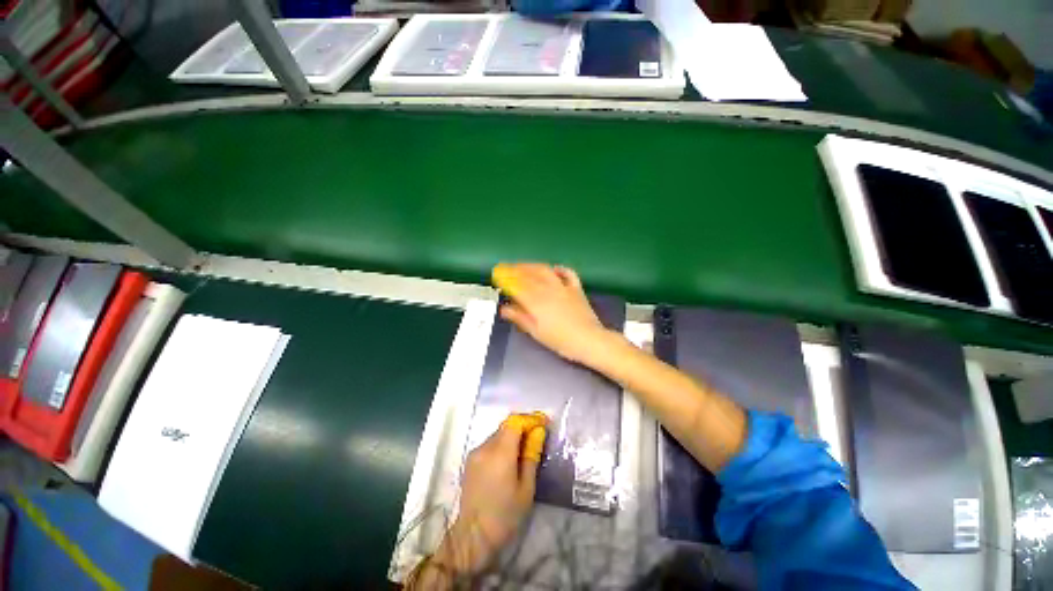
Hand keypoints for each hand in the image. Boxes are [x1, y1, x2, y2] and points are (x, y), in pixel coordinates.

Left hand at [411, 414, 545, 586]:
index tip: (544, 423)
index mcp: (500, 453)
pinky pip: (490, 443)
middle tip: (537, 437)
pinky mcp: (470, 459)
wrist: (473, 536)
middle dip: (523, 427)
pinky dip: (502, 445)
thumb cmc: (505, 515)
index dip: (530, 419)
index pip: (515, 421)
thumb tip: (539, 432)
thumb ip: (532, 455)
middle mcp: (485, 447)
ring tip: (524, 451)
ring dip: (513, 436)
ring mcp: (475, 452)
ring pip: (498, 434)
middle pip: (507, 425)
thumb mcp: (526, 487)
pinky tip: (509, 460)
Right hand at [492, 263, 611, 364]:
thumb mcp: (536, 332)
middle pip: (529, 274)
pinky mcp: (576, 288)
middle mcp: (548, 289)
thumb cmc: (560, 340)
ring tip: (523, 266)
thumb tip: (504, 309)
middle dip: (515, 269)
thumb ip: (520, 317)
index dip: (506, 279)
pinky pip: (567, 273)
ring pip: (545, 270)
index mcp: (536, 301)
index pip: (517, 285)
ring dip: (531, 266)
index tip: (497, 275)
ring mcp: (563, 287)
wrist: (589, 340)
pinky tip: (553, 269)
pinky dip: (559, 269)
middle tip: (506, 268)